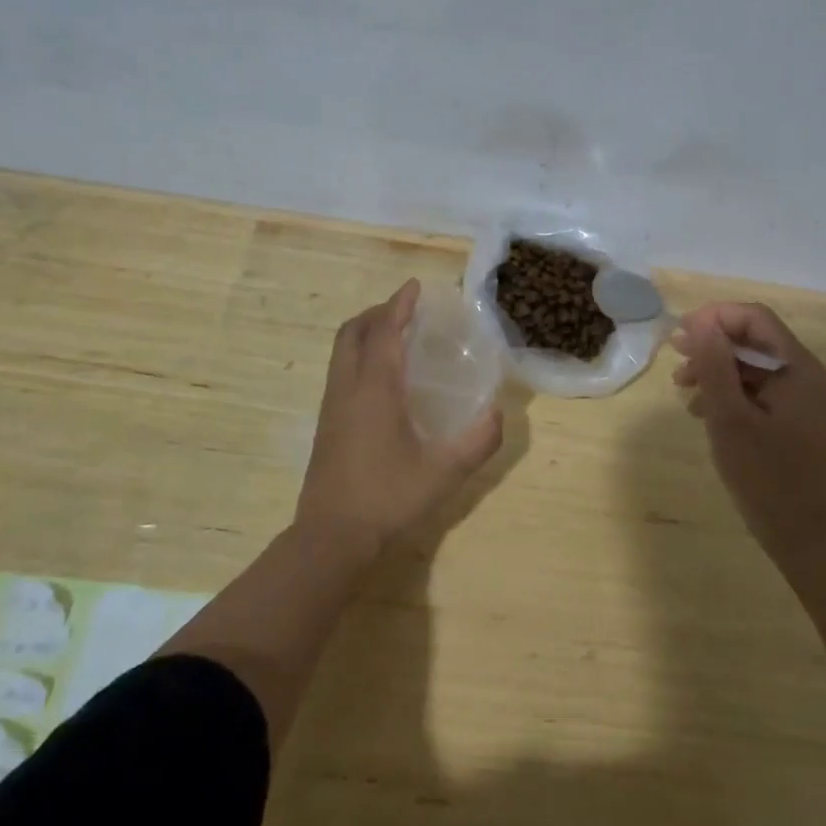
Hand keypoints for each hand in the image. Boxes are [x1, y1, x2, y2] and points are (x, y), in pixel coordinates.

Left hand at [297, 279, 504, 562]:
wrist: (331, 539)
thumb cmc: (388, 498)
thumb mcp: (444, 472)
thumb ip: (478, 441)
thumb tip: (498, 413)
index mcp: (374, 388)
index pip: (385, 331)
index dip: (400, 305)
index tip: (415, 286)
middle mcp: (347, 388)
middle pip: (352, 332)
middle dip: (377, 312)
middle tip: (405, 311)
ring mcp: (331, 407)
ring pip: (341, 352)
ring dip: (364, 333)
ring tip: (394, 337)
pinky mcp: (326, 426)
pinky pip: (340, 372)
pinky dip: (358, 356)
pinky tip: (381, 381)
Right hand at [671, 302, 825, 567]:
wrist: (813, 543)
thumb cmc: (769, 479)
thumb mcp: (730, 418)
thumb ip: (715, 365)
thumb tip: (701, 322)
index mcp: (800, 369)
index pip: (756, 318)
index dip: (715, 318)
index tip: (680, 334)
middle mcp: (809, 377)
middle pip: (756, 341)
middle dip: (713, 346)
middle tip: (676, 361)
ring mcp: (808, 403)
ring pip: (757, 369)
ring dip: (719, 371)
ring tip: (684, 391)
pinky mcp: (801, 425)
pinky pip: (764, 393)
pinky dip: (733, 395)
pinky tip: (706, 414)